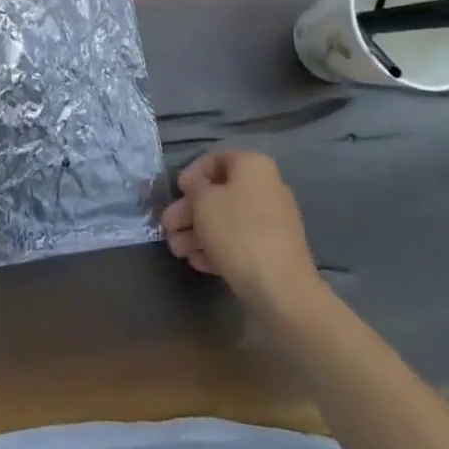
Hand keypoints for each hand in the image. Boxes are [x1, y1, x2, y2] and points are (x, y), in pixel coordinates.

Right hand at [161, 150, 318, 315]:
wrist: (281, 288)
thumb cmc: (237, 232)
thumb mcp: (203, 202)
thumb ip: (194, 187)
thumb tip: (195, 185)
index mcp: (253, 166)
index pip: (215, 160)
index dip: (191, 174)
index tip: (176, 192)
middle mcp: (266, 187)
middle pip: (219, 193)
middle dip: (189, 211)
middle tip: (167, 227)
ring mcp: (272, 221)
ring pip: (227, 220)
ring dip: (198, 232)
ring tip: (176, 250)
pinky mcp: (273, 251)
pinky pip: (240, 241)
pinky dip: (217, 247)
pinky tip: (196, 261)